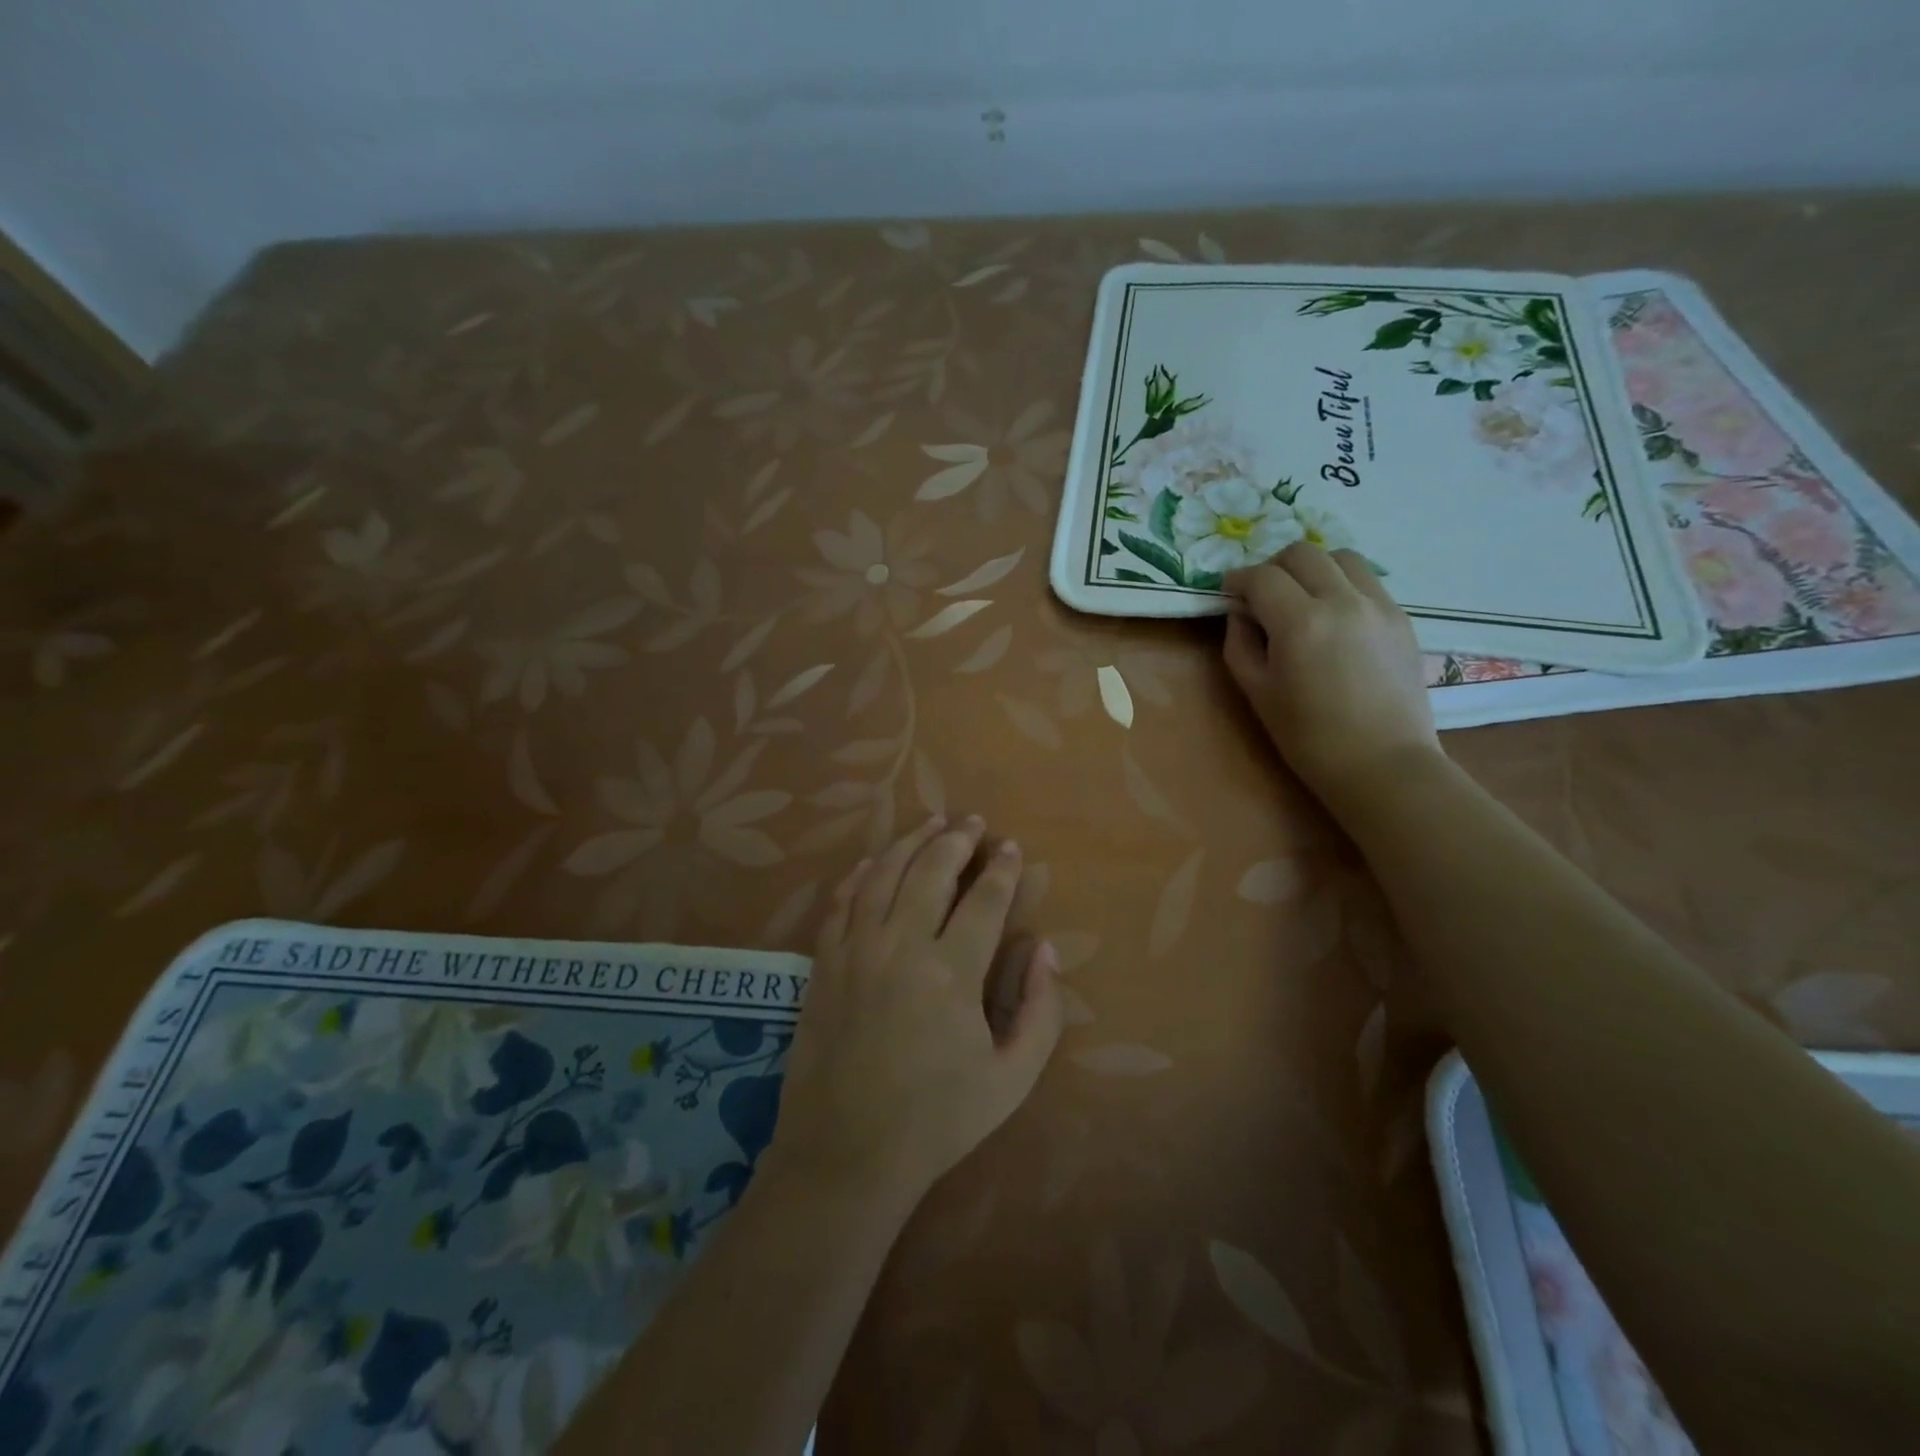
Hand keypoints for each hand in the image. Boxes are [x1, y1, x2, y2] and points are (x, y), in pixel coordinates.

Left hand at [767, 815, 1063, 1214]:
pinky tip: (874, 861)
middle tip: (972, 820)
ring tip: (930, 822)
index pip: (984, 900)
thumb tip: (1043, 949)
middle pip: (930, 871)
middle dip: (956, 839)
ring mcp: (856, 951)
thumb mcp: (1011, 1078)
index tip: (1010, 847)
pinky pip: (842, 902)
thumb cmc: (937, 1119)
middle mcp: (902, 946)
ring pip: (884, 875)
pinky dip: (860, 874)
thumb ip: (1040, 1010)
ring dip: (910, 842)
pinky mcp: (824, 964)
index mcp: (952, 972)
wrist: (847, 1153)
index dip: (1001, 869)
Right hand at [1223, 542, 1439, 803]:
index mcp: (1301, 623)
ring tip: (1301, 597)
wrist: (1382, 764)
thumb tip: (1240, 613)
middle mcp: (1343, 601)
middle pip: (1302, 553)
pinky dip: (1341, 585)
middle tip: (1261, 594)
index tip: (1228, 593)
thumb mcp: (1257, 693)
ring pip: (1340, 557)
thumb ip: (1240, 644)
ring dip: (1312, 568)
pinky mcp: (1401, 618)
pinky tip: (1333, 617)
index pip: (1262, 577)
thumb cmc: (1308, 737)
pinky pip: (1366, 581)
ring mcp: (1379, 605)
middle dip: (1273, 566)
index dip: (1238, 580)